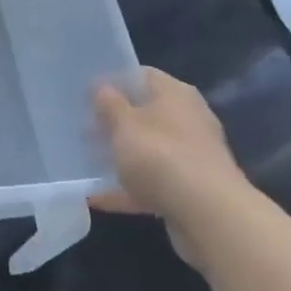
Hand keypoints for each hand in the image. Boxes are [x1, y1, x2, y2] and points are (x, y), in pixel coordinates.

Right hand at [92, 68, 270, 267]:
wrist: (207, 214)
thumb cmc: (160, 155)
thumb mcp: (124, 123)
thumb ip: (108, 103)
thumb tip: (101, 86)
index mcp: (175, 94)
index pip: (141, 75)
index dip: (113, 82)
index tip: (85, 95)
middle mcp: (187, 119)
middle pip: (144, 114)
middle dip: (113, 123)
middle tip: (82, 130)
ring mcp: (190, 156)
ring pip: (148, 151)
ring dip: (120, 157)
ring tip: (85, 163)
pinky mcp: (188, 189)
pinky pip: (150, 183)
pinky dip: (126, 189)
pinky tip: (95, 197)